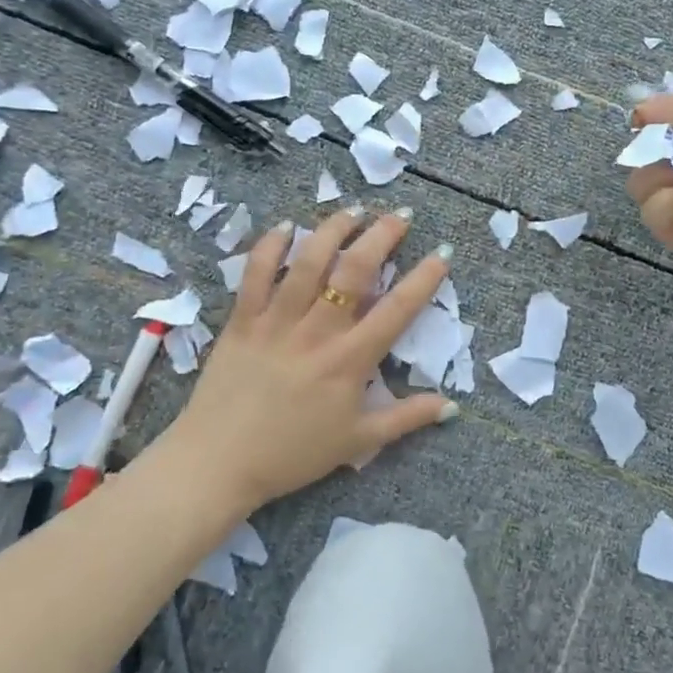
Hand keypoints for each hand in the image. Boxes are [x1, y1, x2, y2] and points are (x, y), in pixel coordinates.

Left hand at [156, 205, 456, 513]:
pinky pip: (256, 274)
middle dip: (381, 236)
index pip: (397, 310)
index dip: (424, 278)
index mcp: (350, 361)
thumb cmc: (293, 453)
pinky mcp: (242, 319)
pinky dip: (271, 246)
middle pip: (354, 271)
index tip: (442, 253)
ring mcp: (277, 321)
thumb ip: (406, 418)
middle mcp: (317, 332)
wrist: (220, 462)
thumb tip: (452, 405)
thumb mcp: (358, 442)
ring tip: (353, 210)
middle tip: (399, 216)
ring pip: (309, 262)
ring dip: (333, 230)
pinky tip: (286, 227)